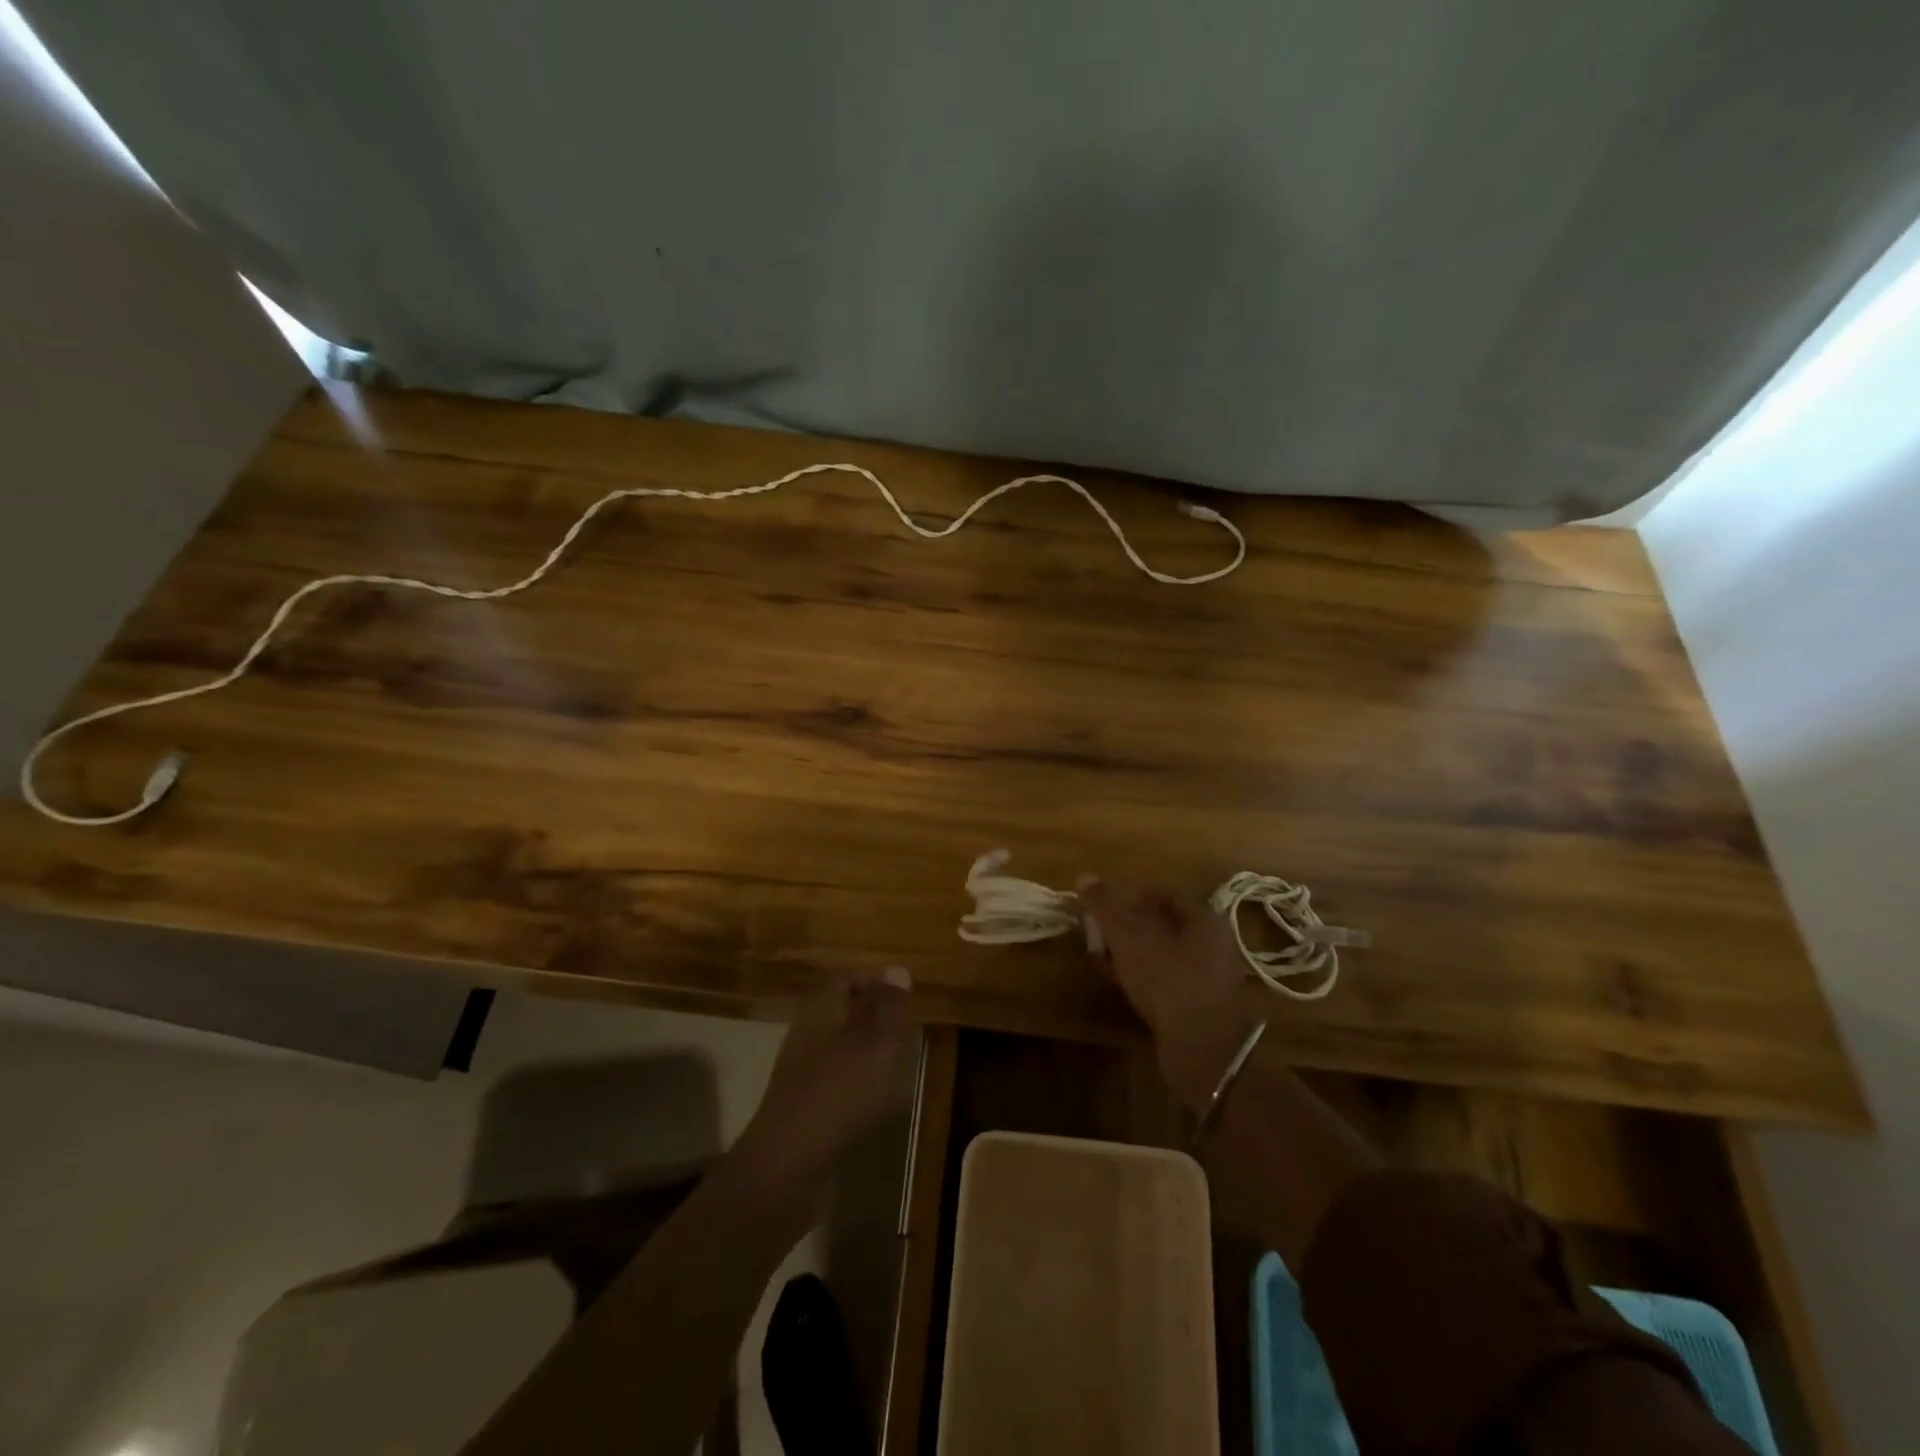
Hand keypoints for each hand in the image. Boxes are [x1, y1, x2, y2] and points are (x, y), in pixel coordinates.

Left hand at [736, 969, 917, 1190]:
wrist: (787, 1167)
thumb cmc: (839, 1094)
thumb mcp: (877, 1045)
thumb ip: (890, 1008)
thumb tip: (898, 971)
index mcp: (820, 1011)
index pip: (846, 980)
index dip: (875, 981)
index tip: (905, 991)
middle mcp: (806, 1036)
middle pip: (842, 1014)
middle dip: (875, 1017)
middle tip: (907, 1028)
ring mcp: (801, 1075)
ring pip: (840, 1051)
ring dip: (870, 1054)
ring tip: (901, 1066)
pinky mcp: (803, 1110)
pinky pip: (837, 1085)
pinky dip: (860, 1087)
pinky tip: (881, 1106)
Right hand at [1079, 880, 1258, 1108]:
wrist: (1205, 1054)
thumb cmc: (1168, 983)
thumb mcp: (1129, 939)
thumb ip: (1106, 906)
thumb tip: (1084, 876)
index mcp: (1204, 918)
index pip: (1164, 892)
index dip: (1130, 895)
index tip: (1102, 905)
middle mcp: (1213, 943)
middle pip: (1163, 923)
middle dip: (1128, 924)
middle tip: (1098, 932)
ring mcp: (1210, 977)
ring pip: (1164, 953)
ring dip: (1132, 952)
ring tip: (1103, 958)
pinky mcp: (1201, 1006)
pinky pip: (1167, 979)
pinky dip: (1143, 976)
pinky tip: (1122, 985)